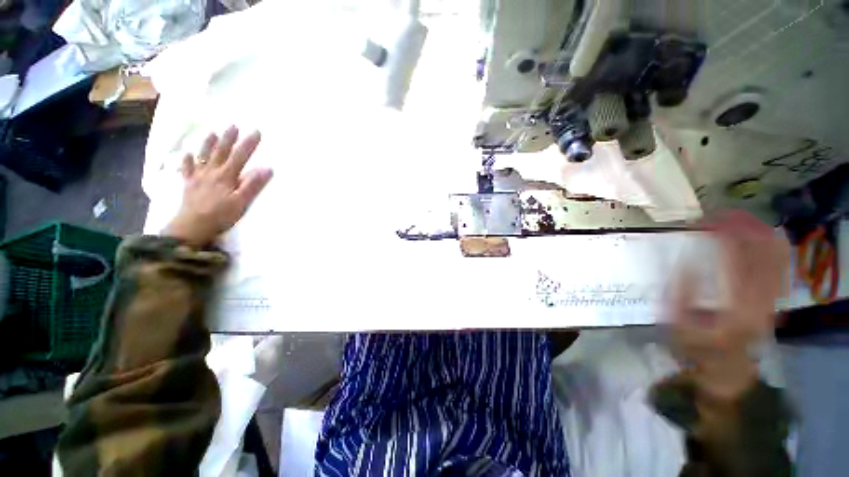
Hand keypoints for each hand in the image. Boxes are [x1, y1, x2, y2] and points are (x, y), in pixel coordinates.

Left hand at [164, 126, 272, 245]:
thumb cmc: (220, 215)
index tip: (256, 131)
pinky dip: (187, 161)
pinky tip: (188, 155)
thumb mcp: (241, 202)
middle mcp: (211, 172)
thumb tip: (266, 169)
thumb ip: (253, 185)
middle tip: (233, 126)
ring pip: (203, 156)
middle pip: (221, 152)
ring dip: (208, 144)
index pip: (240, 156)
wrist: (192, 226)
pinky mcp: (188, 185)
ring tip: (212, 132)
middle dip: (228, 138)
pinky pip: (187, 169)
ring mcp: (198, 177)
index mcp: (226, 176)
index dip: (248, 143)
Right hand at [669, 210, 789, 400]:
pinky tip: (763, 234)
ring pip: (776, 257)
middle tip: (721, 214)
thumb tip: (684, 257)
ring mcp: (773, 299)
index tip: (706, 220)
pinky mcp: (775, 299)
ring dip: (759, 233)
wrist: (726, 367)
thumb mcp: (676, 322)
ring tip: (739, 218)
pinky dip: (773, 246)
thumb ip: (679, 290)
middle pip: (762, 253)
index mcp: (735, 307)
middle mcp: (761, 300)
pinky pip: (781, 266)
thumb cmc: (696, 345)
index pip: (736, 260)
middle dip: (743, 228)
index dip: (723, 235)